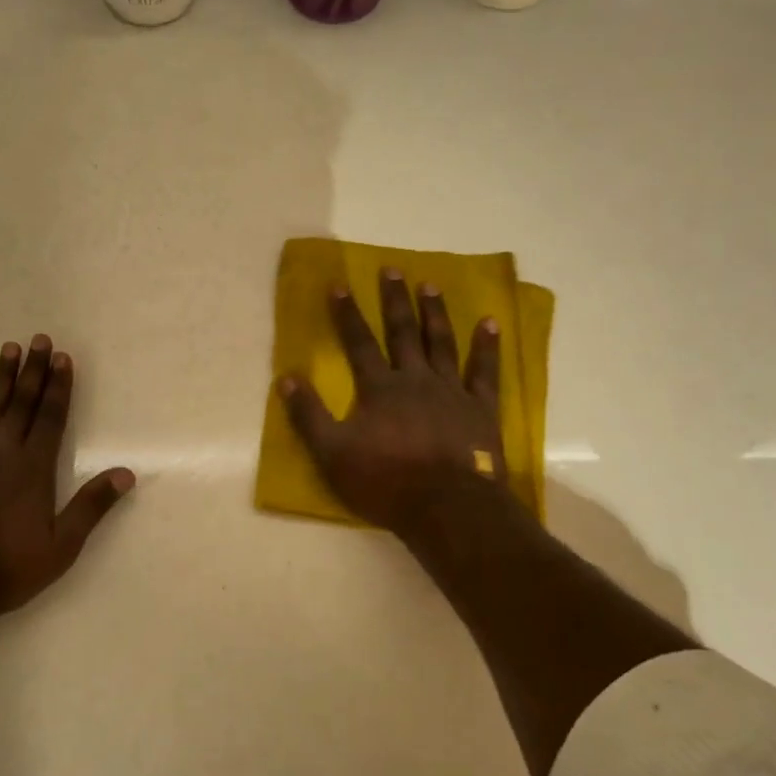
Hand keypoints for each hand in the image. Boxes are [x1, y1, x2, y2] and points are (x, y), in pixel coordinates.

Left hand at [0, 336, 134, 623]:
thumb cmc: (7, 570)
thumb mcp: (60, 547)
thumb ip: (91, 507)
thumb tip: (126, 473)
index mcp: (33, 470)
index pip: (50, 418)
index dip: (58, 387)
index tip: (63, 358)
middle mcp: (1, 454)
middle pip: (21, 404)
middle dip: (33, 371)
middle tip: (39, 339)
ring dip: (1, 377)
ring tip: (10, 348)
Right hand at [279, 268, 510, 538]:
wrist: (446, 507)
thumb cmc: (385, 482)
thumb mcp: (332, 453)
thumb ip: (308, 415)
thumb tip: (285, 378)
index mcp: (379, 389)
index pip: (358, 343)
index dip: (347, 314)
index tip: (340, 284)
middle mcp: (415, 379)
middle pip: (402, 332)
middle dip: (394, 300)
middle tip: (392, 269)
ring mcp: (451, 391)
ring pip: (441, 343)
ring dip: (434, 313)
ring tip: (431, 285)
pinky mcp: (480, 409)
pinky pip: (484, 371)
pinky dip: (486, 347)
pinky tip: (489, 323)